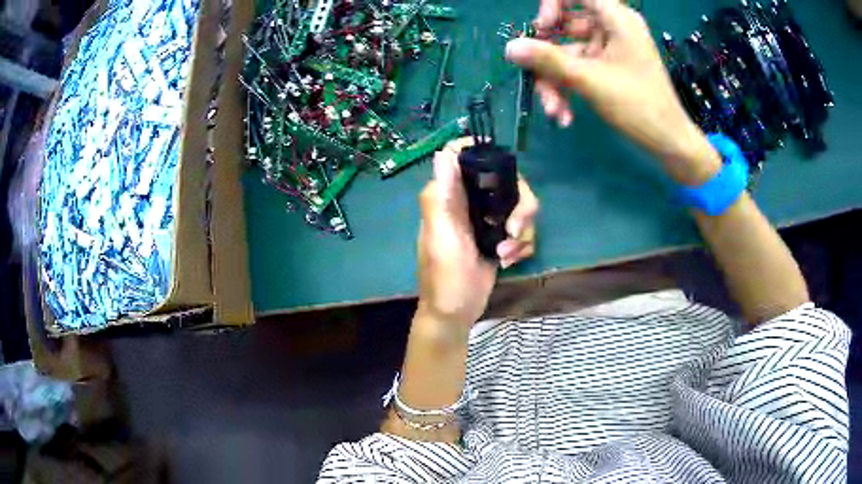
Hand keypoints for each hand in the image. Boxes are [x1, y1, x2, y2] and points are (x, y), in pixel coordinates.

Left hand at [417, 138, 538, 324]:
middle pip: (508, 181)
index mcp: (450, 195)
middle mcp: (470, 200)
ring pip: (521, 206)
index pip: (465, 157)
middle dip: (520, 206)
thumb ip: (442, 196)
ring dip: (522, 233)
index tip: (507, 168)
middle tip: (514, 230)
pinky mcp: (501, 236)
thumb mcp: (441, 235)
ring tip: (507, 255)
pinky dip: (522, 246)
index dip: (485, 152)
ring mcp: (487, 218)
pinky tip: (509, 262)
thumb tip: (442, 152)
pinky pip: (523, 229)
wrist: (457, 311)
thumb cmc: (445, 274)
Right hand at [508, 0, 720, 182]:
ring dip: (555, 81)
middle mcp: (611, 27)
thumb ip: (548, 60)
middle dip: (547, 56)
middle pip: (565, 25)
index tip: (542, 28)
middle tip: (534, 75)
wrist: (668, 143)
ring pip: (568, 52)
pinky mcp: (607, 68)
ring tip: (553, 110)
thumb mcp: (590, 81)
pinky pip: (578, 68)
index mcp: (616, 18)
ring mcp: (609, 49)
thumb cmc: (639, 106)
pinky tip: (563, 115)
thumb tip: (509, 48)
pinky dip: (568, 88)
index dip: (552, 5)